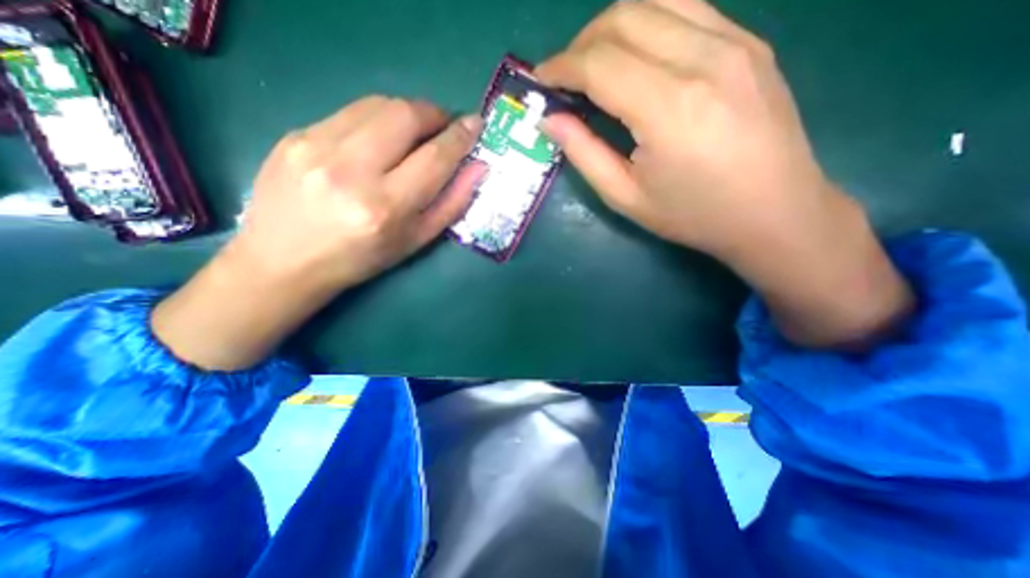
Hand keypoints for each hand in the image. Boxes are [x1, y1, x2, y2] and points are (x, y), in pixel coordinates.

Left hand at [238, 97, 487, 292]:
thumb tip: (478, 168)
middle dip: (435, 114)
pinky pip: (350, 112)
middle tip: (444, 127)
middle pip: (405, 115)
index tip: (475, 124)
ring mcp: (316, 146)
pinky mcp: (295, 134)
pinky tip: (378, 141)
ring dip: (407, 113)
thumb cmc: (361, 259)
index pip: (434, 158)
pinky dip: (376, 120)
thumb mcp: (415, 241)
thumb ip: (451, 204)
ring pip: (377, 105)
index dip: (460, 137)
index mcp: (385, 207)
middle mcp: (351, 171)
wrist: (285, 260)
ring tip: (414, 133)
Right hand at [535, 0, 912, 347]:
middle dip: (581, 43)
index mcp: (669, 108)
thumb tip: (550, 119)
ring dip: (612, 27)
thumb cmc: (693, 215)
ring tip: (596, 65)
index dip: (561, 67)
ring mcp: (735, 42)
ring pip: (656, 0)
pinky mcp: (750, 42)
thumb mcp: (626, 197)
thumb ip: (584, 153)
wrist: (775, 213)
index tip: (540, 81)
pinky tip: (637, 58)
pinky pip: (687, 8)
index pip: (600, 63)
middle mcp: (704, 59)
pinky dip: (648, 23)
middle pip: (624, 18)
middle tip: (565, 78)